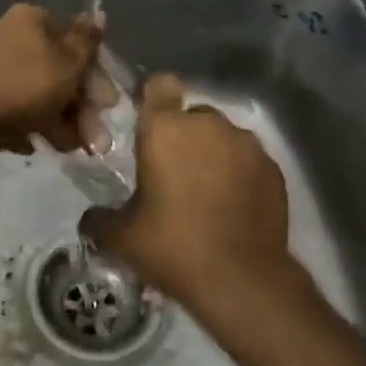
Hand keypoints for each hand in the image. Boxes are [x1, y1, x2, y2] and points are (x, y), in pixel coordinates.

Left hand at [0, 4, 101, 168]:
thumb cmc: (23, 85)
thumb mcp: (66, 61)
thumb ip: (86, 40)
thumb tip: (98, 13)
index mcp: (32, 21)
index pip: (75, 41)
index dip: (96, 72)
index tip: (110, 103)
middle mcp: (14, 42)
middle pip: (61, 73)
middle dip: (83, 107)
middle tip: (99, 139)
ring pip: (43, 98)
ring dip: (64, 124)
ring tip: (76, 149)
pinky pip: (20, 115)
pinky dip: (35, 130)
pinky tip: (42, 146)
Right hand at [81, 75, 307, 318]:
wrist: (243, 280)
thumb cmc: (173, 247)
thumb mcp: (122, 238)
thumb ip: (100, 220)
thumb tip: (91, 219)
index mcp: (165, 129)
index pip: (160, 85)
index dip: (153, 98)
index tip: (148, 124)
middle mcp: (209, 125)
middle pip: (193, 114)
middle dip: (183, 136)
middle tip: (172, 175)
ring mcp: (247, 145)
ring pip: (223, 137)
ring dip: (213, 154)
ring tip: (206, 193)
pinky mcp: (274, 169)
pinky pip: (249, 161)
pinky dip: (240, 175)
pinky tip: (232, 208)